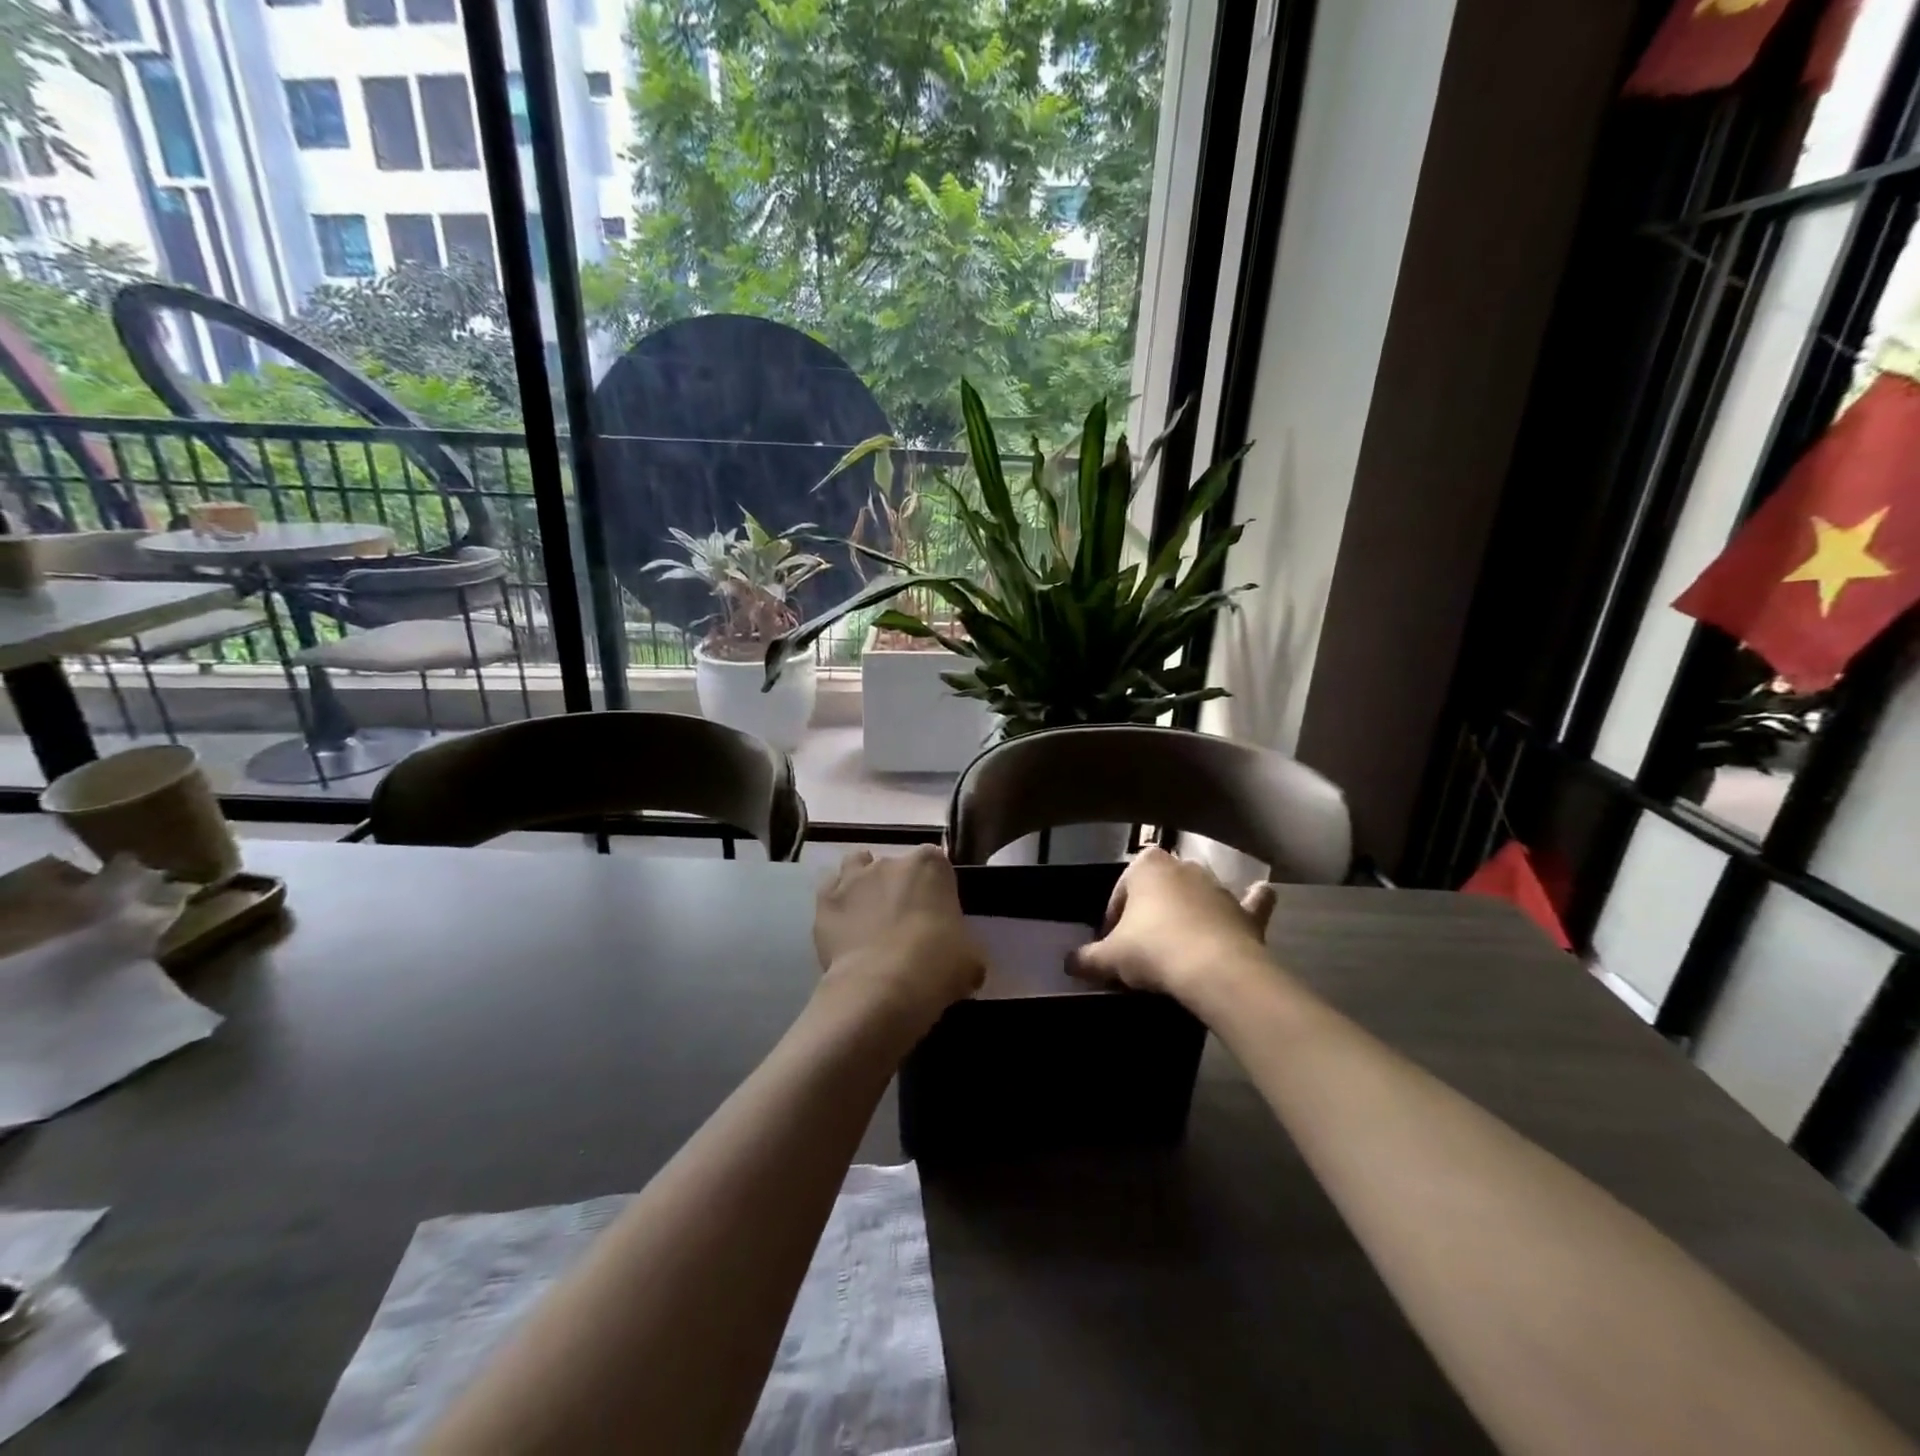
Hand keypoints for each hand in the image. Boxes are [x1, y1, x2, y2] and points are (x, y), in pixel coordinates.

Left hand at [814, 847, 984, 1036]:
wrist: (883, 987)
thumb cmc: (936, 965)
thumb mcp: (971, 958)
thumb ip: (965, 946)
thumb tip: (962, 957)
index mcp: (931, 866)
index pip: (936, 862)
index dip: (935, 886)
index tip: (936, 911)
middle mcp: (890, 861)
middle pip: (895, 865)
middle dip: (898, 886)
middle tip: (903, 921)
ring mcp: (854, 878)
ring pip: (856, 865)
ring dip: (862, 882)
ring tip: (867, 912)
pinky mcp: (825, 900)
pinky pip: (830, 890)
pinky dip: (836, 902)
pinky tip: (842, 923)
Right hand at [1068, 847, 1276, 1002]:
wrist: (1214, 969)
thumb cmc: (1153, 950)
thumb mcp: (1110, 958)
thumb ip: (1087, 958)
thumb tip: (1067, 963)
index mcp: (1146, 866)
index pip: (1120, 891)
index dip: (1113, 919)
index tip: (1111, 945)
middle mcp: (1183, 866)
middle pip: (1159, 890)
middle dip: (1151, 911)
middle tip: (1143, 947)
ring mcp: (1218, 887)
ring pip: (1198, 894)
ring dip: (1190, 911)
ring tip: (1179, 947)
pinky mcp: (1246, 911)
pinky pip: (1250, 902)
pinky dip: (1251, 902)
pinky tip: (1257, 898)